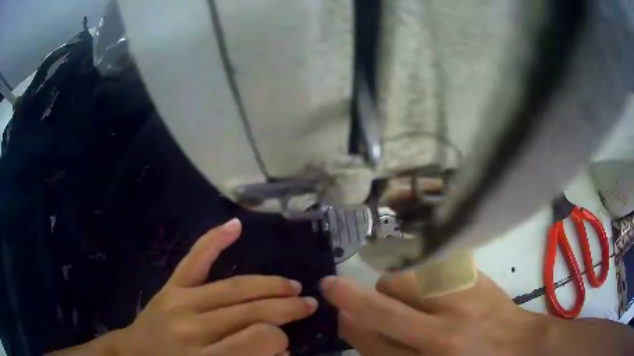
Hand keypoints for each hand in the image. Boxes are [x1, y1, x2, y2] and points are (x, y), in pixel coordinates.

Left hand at [110, 218, 317, 355]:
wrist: (134, 355)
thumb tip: (282, 349)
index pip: (257, 339)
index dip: (278, 339)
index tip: (286, 343)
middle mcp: (192, 327)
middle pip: (249, 310)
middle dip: (285, 308)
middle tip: (308, 304)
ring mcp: (179, 301)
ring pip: (233, 287)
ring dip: (268, 285)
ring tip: (292, 286)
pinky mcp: (170, 287)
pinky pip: (194, 260)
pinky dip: (213, 241)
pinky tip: (235, 226)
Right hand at [321, 272, 546, 355]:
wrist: (519, 345)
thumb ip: (391, 351)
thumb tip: (356, 324)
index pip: (371, 340)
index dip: (347, 320)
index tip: (333, 306)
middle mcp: (442, 332)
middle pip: (381, 305)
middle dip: (351, 294)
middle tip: (339, 288)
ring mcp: (461, 299)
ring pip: (402, 279)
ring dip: (390, 287)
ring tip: (404, 297)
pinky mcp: (474, 277)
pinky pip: (429, 267)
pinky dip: (417, 275)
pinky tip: (427, 287)